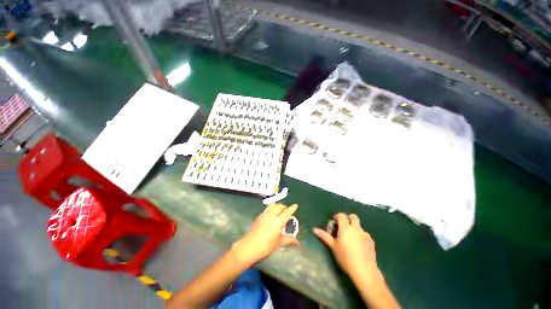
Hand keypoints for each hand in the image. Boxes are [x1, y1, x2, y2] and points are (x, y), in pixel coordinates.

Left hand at [233, 203, 299, 264]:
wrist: (250, 246)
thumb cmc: (267, 245)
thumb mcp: (279, 243)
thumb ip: (289, 239)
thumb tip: (297, 241)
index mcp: (279, 221)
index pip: (287, 212)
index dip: (292, 208)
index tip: (295, 205)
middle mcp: (272, 215)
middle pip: (280, 206)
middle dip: (284, 207)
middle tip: (287, 211)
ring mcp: (265, 214)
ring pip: (273, 205)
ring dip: (278, 206)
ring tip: (279, 211)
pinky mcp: (259, 216)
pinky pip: (267, 208)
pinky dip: (272, 208)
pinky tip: (271, 214)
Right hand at [313, 213, 377, 276]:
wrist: (364, 270)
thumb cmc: (345, 257)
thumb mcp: (333, 246)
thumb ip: (324, 236)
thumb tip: (314, 229)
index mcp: (346, 227)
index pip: (341, 215)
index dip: (337, 216)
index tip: (334, 222)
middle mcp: (356, 228)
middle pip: (353, 217)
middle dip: (348, 219)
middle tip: (343, 227)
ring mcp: (365, 235)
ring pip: (359, 226)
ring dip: (354, 228)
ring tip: (350, 239)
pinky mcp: (371, 242)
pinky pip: (364, 235)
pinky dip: (360, 236)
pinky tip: (358, 246)